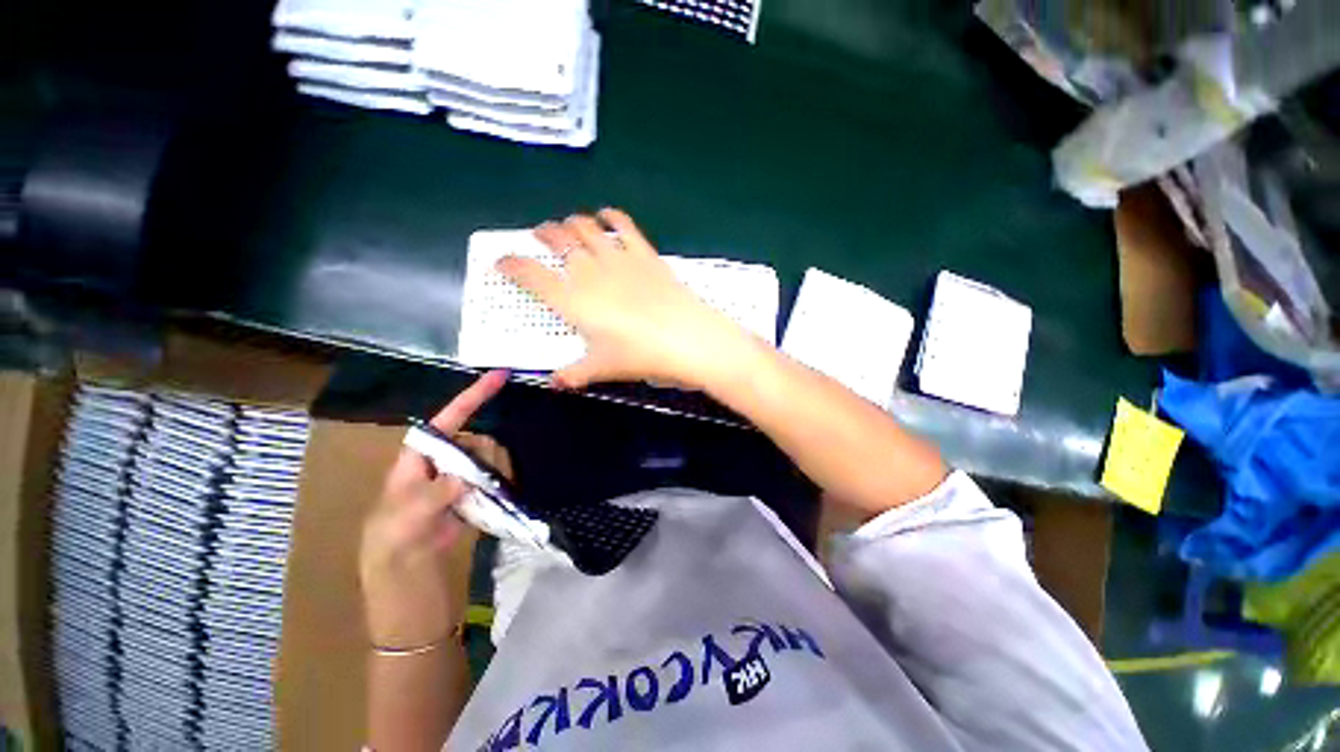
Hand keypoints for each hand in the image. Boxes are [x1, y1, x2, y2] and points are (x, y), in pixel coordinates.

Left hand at [360, 370, 509, 647]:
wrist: (410, 608)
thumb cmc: (391, 567)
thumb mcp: (399, 534)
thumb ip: (429, 499)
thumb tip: (466, 475)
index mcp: (411, 468)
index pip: (441, 423)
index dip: (470, 398)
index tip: (499, 377)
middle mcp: (436, 471)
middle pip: (474, 441)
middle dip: (487, 455)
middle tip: (486, 487)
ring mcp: (456, 488)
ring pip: (488, 461)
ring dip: (497, 474)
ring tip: (488, 503)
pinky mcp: (472, 504)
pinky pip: (495, 482)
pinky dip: (503, 487)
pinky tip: (499, 504)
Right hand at [496, 209, 752, 390]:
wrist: (687, 338)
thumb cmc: (640, 355)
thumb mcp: (603, 368)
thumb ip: (574, 374)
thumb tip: (555, 382)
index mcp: (572, 300)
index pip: (530, 276)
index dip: (511, 265)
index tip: (502, 262)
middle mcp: (589, 272)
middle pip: (557, 242)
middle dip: (544, 235)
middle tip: (540, 234)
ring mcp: (617, 258)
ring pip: (585, 228)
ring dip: (572, 223)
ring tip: (568, 224)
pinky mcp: (644, 253)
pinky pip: (623, 226)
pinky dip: (611, 216)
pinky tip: (606, 214)